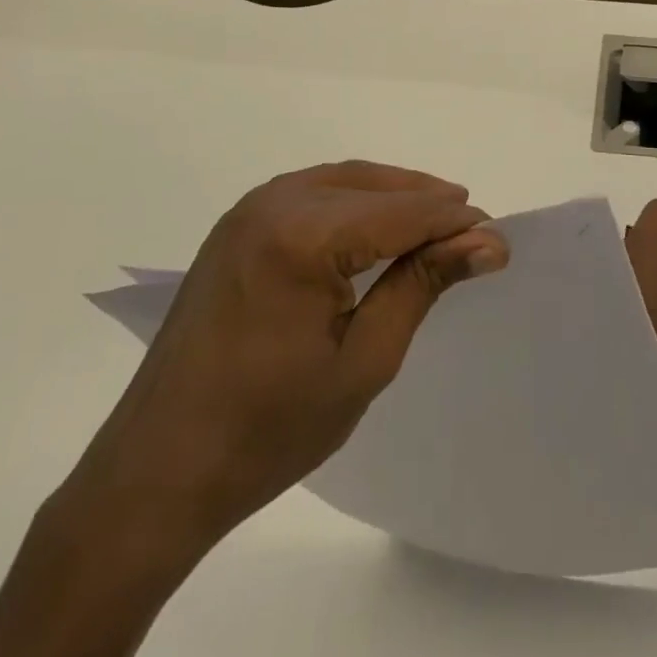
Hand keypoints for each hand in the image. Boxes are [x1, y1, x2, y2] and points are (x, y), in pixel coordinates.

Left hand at [59, 161, 509, 567]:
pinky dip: (354, 203)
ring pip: (343, 181)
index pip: (402, 212)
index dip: (456, 223)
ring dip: (393, 197)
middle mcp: (272, 203)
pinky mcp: (235, 228)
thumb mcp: (364, 360)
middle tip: (474, 234)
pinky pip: (312, 194)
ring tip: (437, 227)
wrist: (156, 475)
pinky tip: (376, 230)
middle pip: (373, 185)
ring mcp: (247, 211)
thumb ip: (423, 285)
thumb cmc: (267, 431)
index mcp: (301, 234)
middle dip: (428, 203)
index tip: (500, 243)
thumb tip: (486, 242)